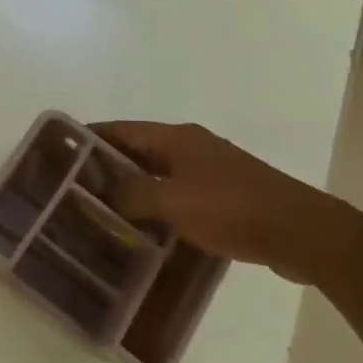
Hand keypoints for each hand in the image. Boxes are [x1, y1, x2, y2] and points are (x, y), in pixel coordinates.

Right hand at [93, 121, 349, 283]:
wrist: (301, 231)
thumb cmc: (232, 208)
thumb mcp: (172, 201)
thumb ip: (132, 194)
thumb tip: (103, 192)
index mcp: (176, 138)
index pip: (121, 130)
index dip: (90, 138)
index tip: (60, 153)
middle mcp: (191, 147)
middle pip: (138, 151)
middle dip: (106, 167)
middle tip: (74, 188)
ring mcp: (210, 172)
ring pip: (158, 175)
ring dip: (133, 190)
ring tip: (101, 211)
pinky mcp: (226, 197)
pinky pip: (179, 196)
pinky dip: (158, 207)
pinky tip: (144, 230)